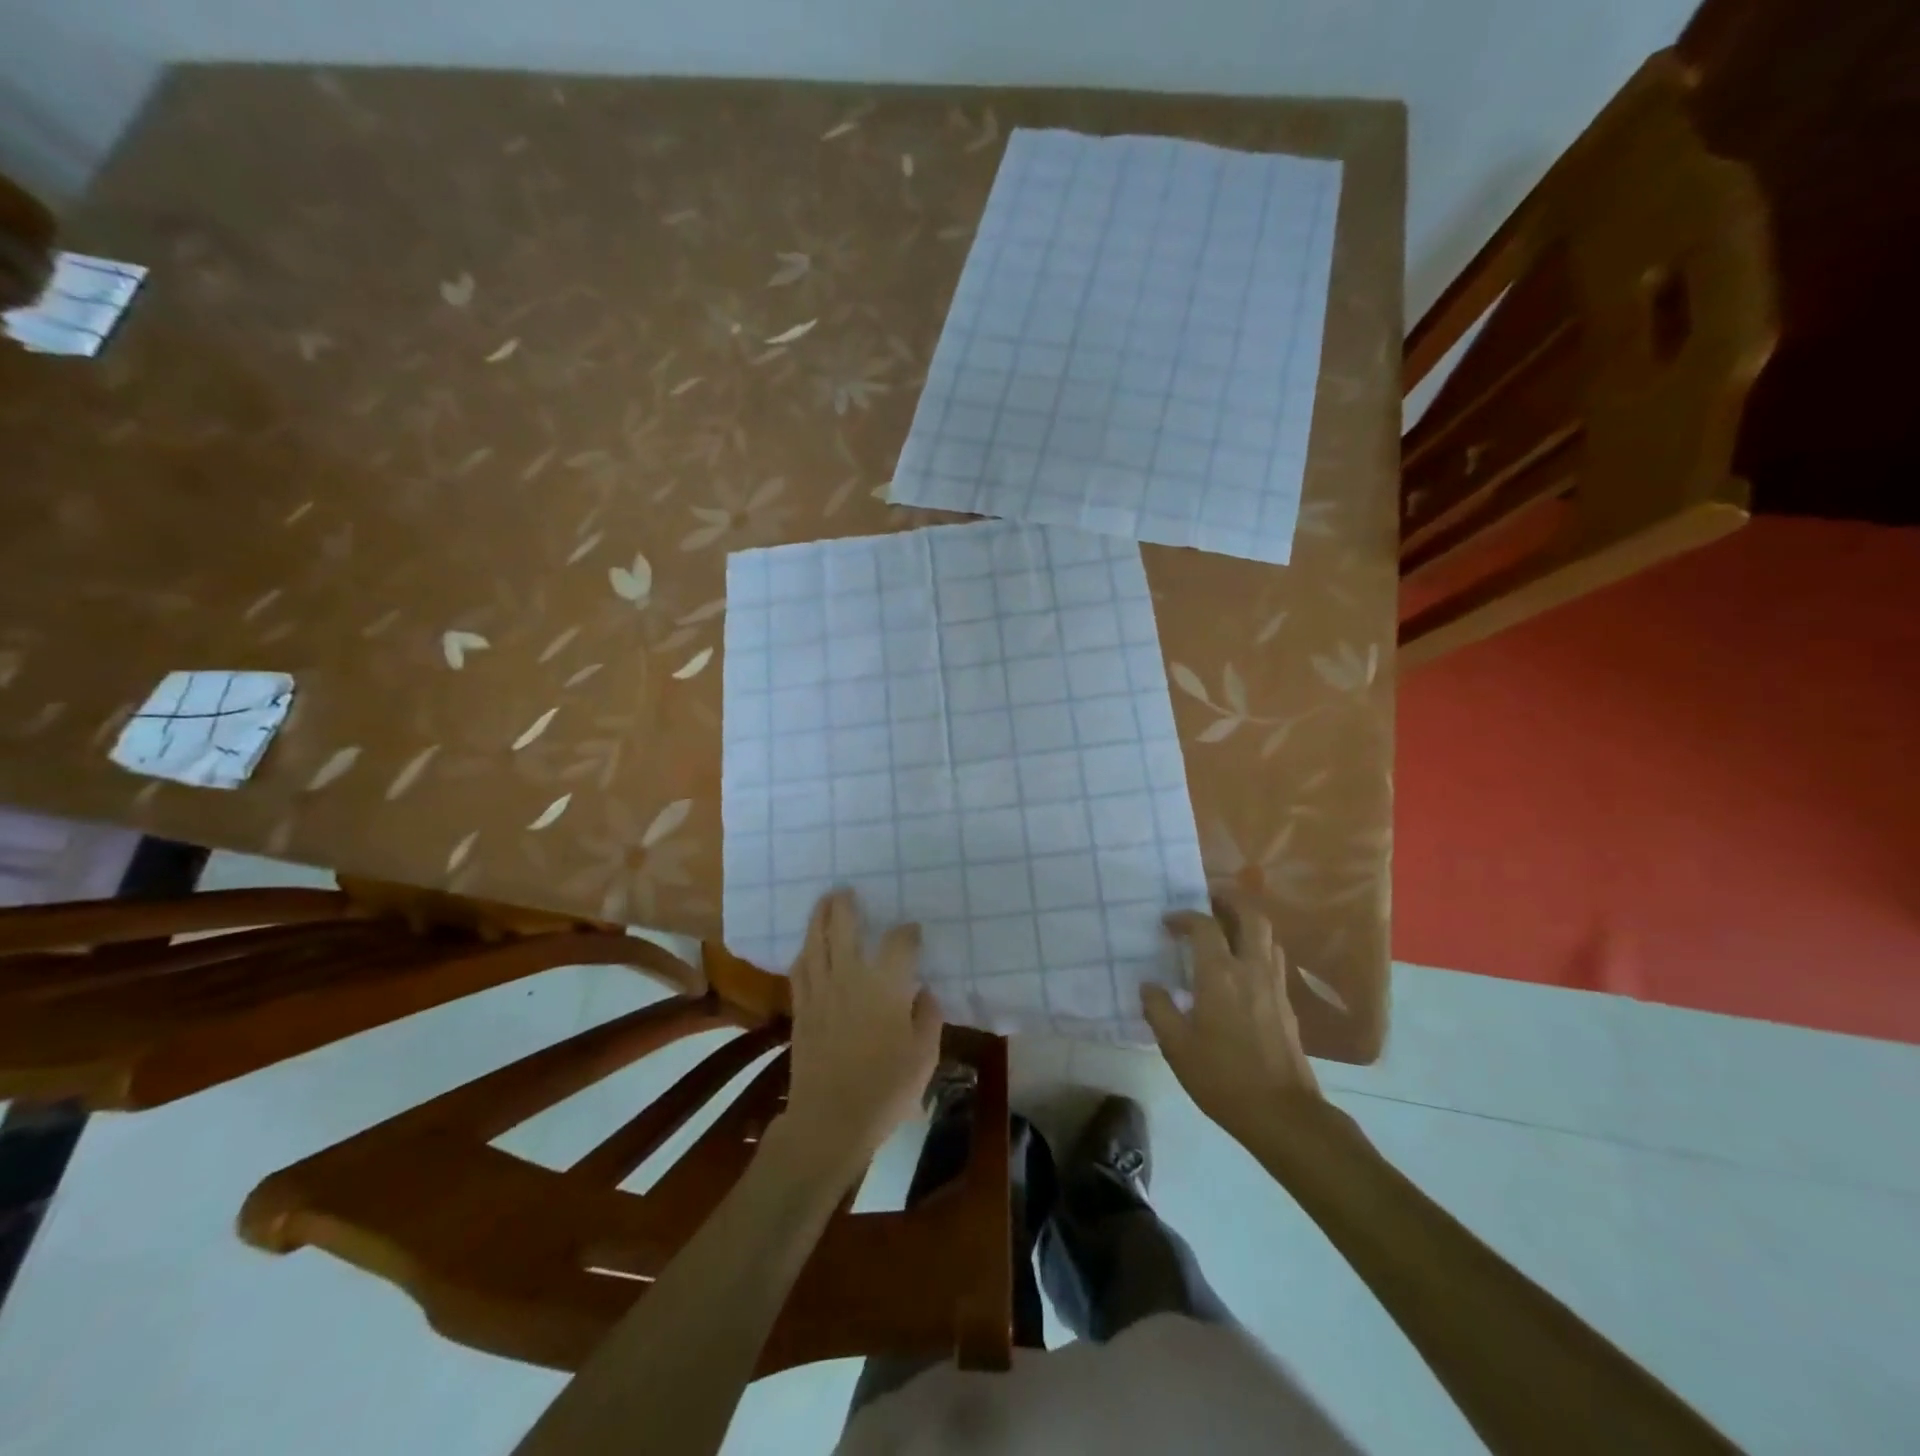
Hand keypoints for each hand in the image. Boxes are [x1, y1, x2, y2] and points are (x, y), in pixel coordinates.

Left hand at [776, 889, 942, 1184]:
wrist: (830, 1119)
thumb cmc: (886, 1088)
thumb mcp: (924, 1055)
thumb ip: (928, 1017)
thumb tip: (923, 993)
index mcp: (885, 984)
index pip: (899, 942)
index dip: (908, 932)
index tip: (913, 931)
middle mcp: (850, 976)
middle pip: (844, 926)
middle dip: (846, 905)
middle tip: (848, 890)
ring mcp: (821, 991)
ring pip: (816, 942)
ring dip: (819, 917)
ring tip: (824, 902)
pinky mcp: (801, 1009)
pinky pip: (799, 969)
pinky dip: (804, 952)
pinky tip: (807, 948)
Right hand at [1143, 893, 1320, 1139]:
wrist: (1282, 1113)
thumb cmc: (1222, 1078)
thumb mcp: (1176, 1046)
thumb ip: (1159, 1010)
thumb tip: (1149, 985)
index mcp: (1220, 975)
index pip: (1204, 926)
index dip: (1184, 917)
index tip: (1168, 922)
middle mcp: (1251, 969)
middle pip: (1251, 917)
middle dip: (1230, 902)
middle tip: (1208, 901)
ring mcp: (1275, 985)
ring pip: (1267, 937)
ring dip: (1246, 923)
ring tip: (1225, 929)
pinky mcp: (1287, 1004)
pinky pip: (1273, 959)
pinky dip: (1256, 948)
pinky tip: (1241, 967)